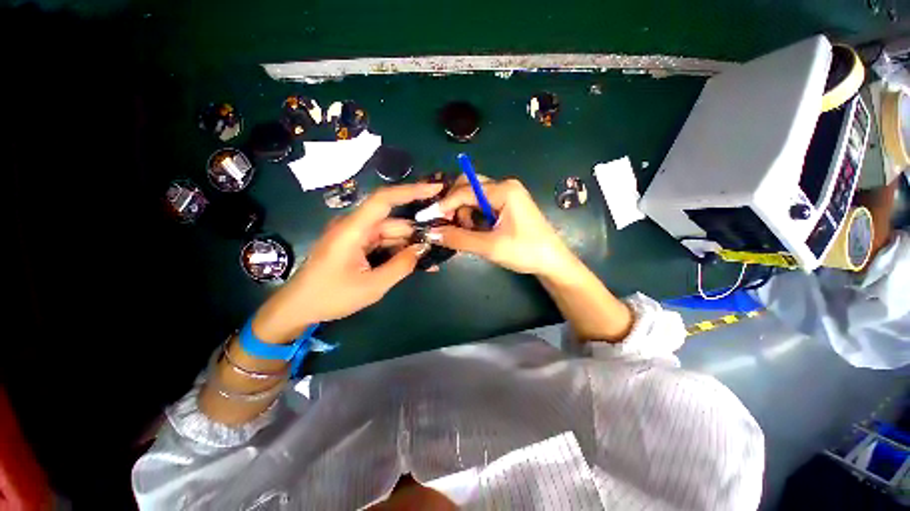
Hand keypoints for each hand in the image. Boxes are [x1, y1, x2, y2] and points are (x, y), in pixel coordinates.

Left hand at [253, 182, 442, 341]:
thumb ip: (401, 266)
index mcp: (353, 229)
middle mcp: (355, 226)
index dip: (411, 190)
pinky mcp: (357, 245)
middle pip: (394, 221)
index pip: (384, 199)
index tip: (435, 188)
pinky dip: (399, 251)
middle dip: (418, 231)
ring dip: (410, 244)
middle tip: (442, 239)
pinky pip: (384, 243)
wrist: (299, 308)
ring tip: (433, 257)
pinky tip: (416, 262)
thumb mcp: (372, 286)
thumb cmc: (331, 297)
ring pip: (391, 234)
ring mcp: (356, 236)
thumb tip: (423, 249)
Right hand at [430, 178, 576, 277]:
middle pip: (468, 187)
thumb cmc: (525, 252)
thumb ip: (459, 239)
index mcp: (504, 190)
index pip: (465, 191)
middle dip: (456, 205)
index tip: (429, 218)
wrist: (552, 262)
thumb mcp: (490, 247)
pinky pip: (482, 205)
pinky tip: (477, 231)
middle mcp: (505, 186)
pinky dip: (474, 217)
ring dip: (465, 213)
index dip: (445, 205)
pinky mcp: (507, 205)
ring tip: (470, 233)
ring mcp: (507, 195)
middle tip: (450, 225)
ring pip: (474, 197)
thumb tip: (431, 233)